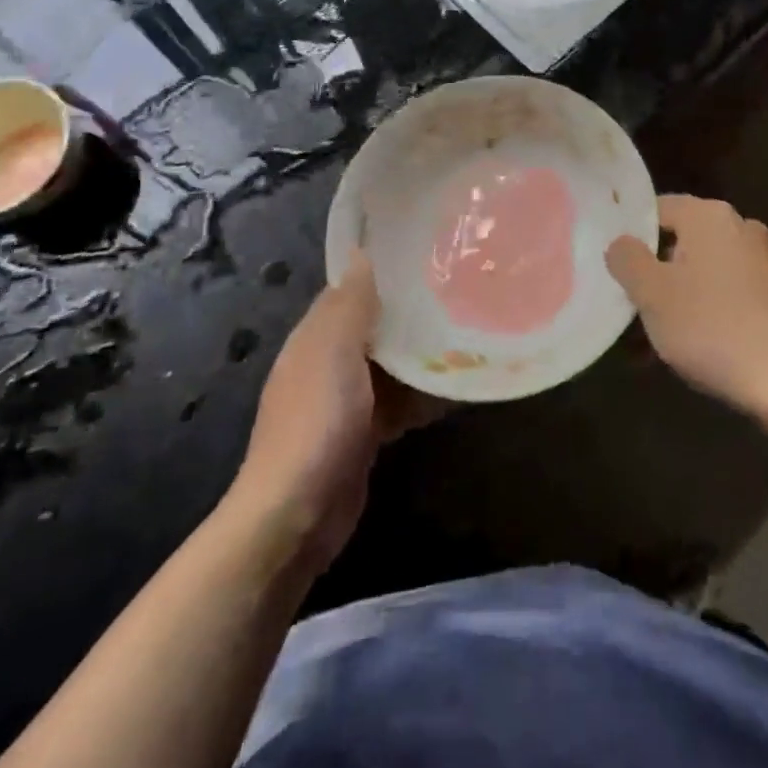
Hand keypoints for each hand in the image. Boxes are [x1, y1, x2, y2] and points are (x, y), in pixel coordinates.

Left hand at [229, 252, 438, 574]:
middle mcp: (328, 364)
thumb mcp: (334, 352)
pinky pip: (398, 403)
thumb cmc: (317, 422)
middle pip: (375, 328)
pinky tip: (457, 391)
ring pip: (391, 367)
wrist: (296, 515)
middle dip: (411, 314)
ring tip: (470, 335)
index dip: (383, 273)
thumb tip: (361, 252)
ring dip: (422, 356)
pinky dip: (422, 396)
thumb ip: (350, 304)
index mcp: (315, 338)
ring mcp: (345, 403)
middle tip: (460, 294)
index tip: (427, 256)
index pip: (350, 291)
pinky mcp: (363, 436)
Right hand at [606, 195, 767, 420]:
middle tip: (627, 305)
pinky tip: (688, 348)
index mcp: (709, 216)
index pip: (656, 209)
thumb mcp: (652, 294)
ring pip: (701, 272)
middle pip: (679, 242)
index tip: (611, 266)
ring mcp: (762, 261)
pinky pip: (725, 293)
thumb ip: (627, 260)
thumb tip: (620, 242)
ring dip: (675, 299)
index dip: (630, 235)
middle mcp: (740, 227)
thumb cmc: (712, 327)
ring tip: (651, 340)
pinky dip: (703, 312)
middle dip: (652, 273)